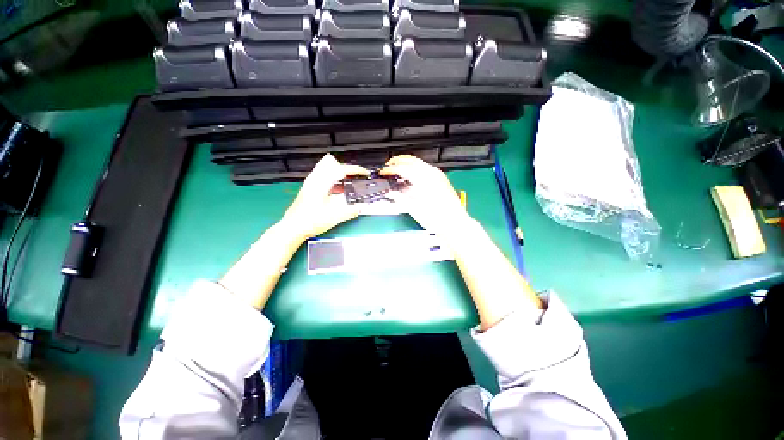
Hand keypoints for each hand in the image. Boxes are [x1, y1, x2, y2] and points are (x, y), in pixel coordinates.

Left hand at [280, 154, 368, 241]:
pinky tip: (340, 190)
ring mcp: (311, 183)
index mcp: (321, 182)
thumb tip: (360, 207)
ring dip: (341, 174)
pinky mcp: (310, 189)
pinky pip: (325, 178)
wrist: (292, 228)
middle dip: (348, 169)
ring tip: (352, 181)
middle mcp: (315, 179)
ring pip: (329, 171)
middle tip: (359, 176)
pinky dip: (335, 180)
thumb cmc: (310, 221)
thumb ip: (350, 211)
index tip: (365, 173)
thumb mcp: (334, 217)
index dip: (355, 170)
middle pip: (334, 166)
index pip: (341, 169)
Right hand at [380, 155, 471, 237]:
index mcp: (422, 180)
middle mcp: (431, 173)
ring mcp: (437, 175)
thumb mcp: (414, 209)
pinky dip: (416, 168)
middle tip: (388, 166)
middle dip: (398, 161)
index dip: (390, 169)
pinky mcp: (441, 179)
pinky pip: (426, 168)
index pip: (402, 168)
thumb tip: (391, 193)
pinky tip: (412, 177)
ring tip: (398, 171)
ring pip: (419, 162)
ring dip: (407, 164)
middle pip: (411, 160)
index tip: (383, 172)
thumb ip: (400, 198)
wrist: (454, 223)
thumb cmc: (437, 218)